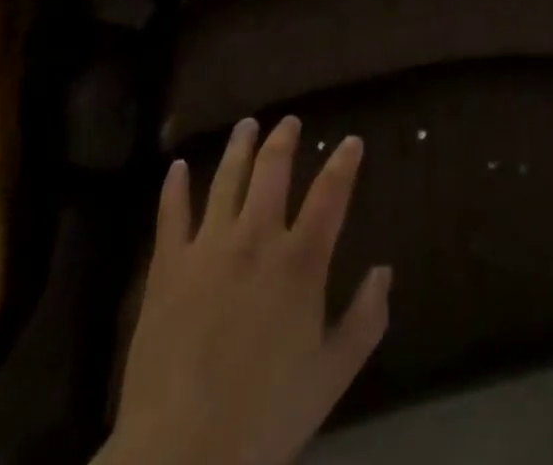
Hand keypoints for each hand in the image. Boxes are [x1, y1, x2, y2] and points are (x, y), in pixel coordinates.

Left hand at [104, 117, 390, 464]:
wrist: (179, 456)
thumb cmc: (264, 417)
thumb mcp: (331, 377)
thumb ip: (365, 320)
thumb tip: (385, 270)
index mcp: (300, 262)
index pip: (330, 194)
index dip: (344, 162)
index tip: (352, 141)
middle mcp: (257, 239)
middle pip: (273, 171)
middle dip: (284, 140)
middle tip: (290, 121)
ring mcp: (208, 248)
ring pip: (227, 179)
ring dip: (239, 147)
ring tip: (247, 124)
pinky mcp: (168, 268)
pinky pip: (171, 215)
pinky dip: (176, 187)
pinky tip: (179, 167)